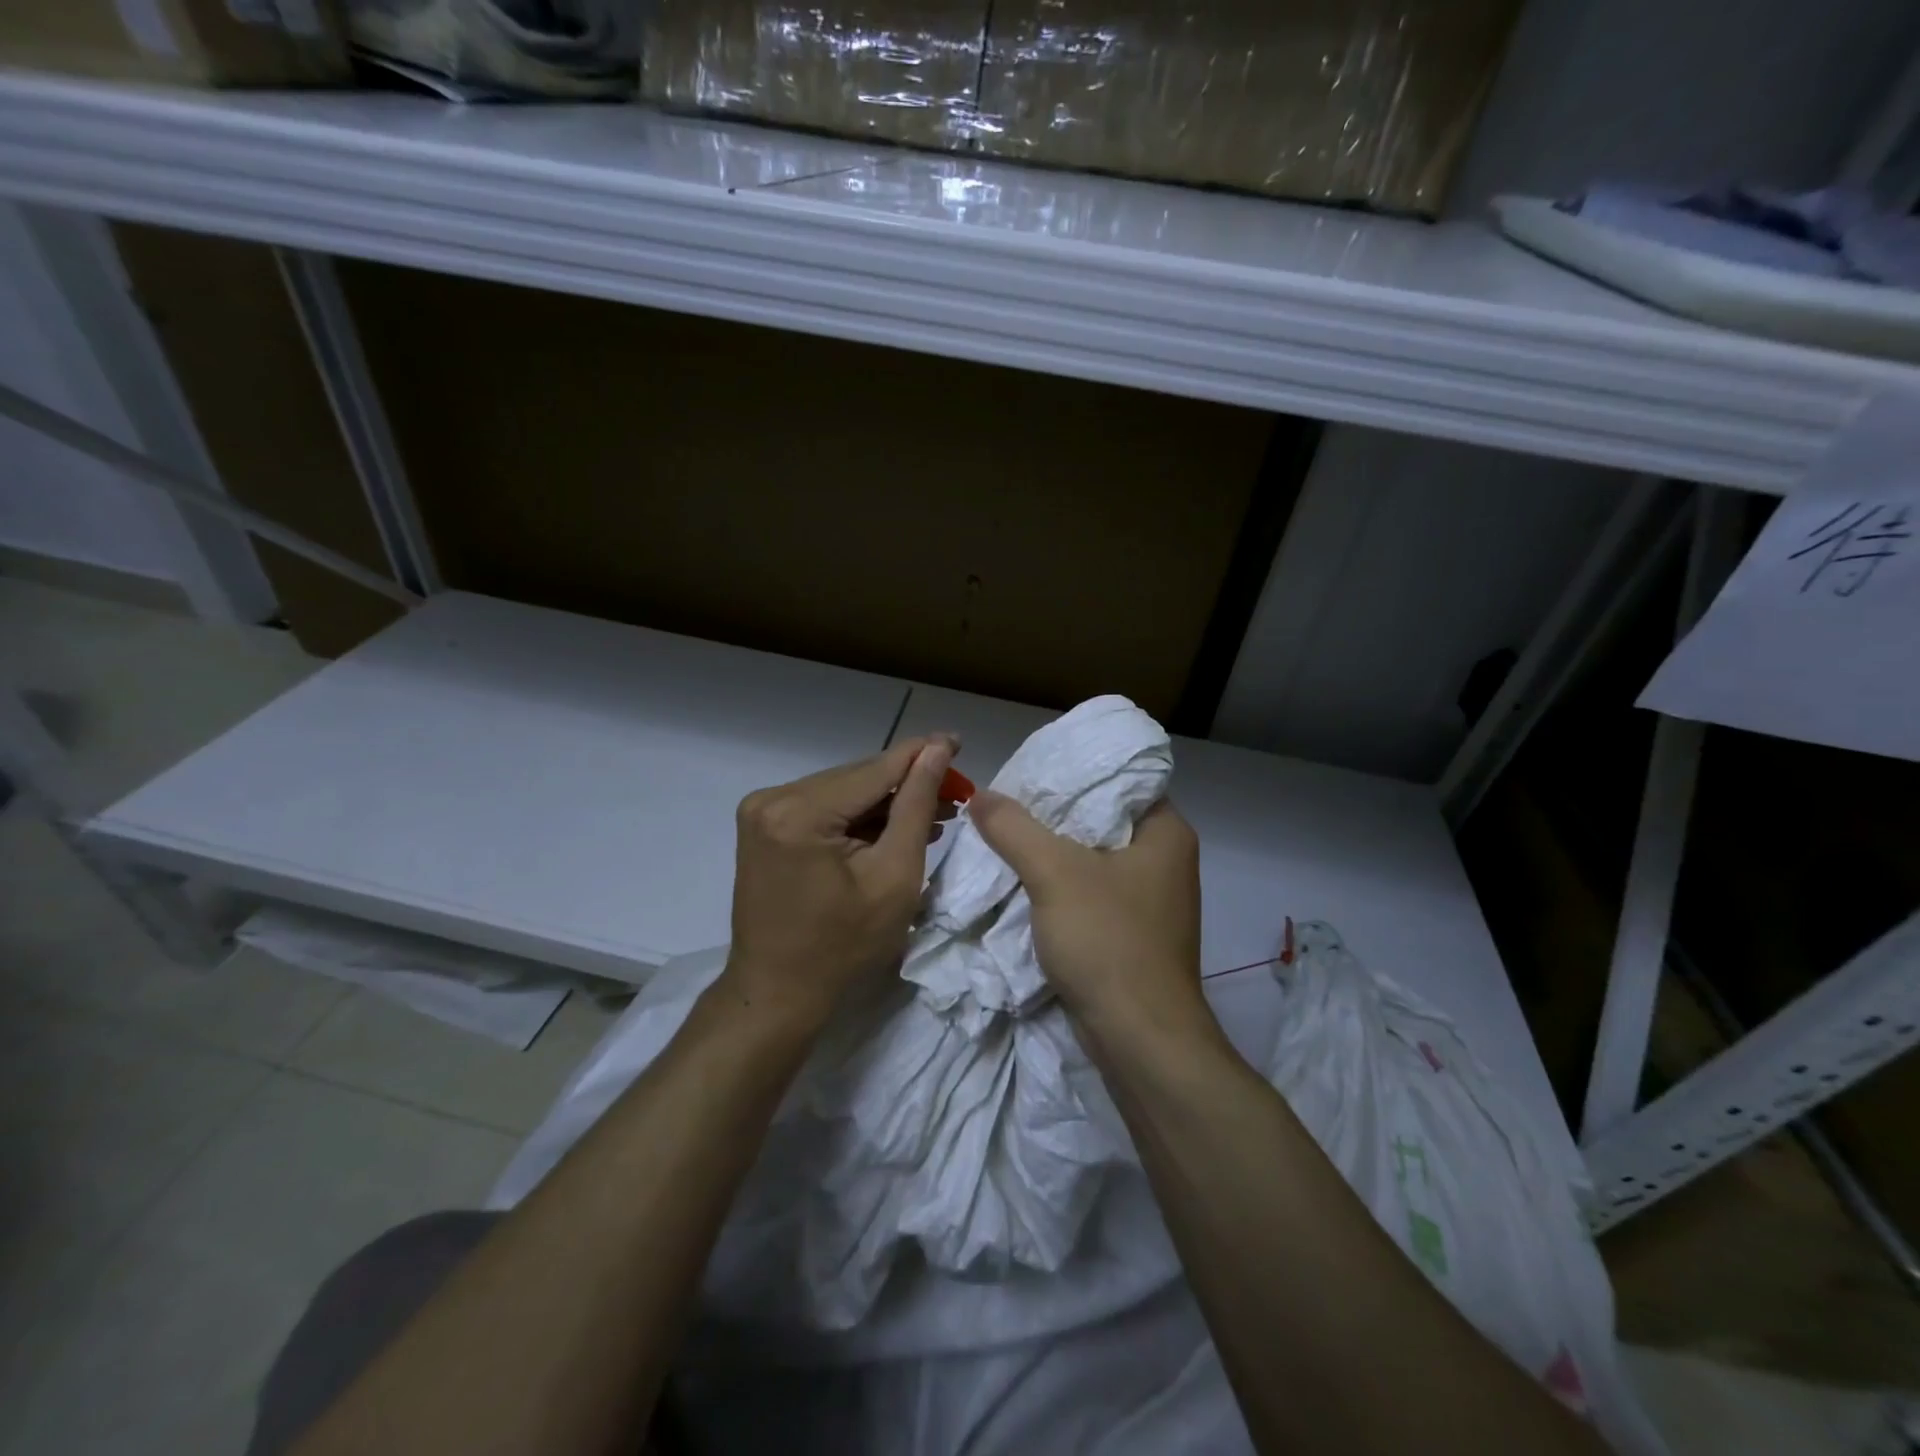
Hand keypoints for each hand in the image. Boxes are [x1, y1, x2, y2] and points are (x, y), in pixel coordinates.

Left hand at [721, 734, 957, 1029]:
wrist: (777, 993)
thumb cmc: (844, 948)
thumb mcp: (894, 876)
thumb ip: (915, 805)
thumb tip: (938, 750)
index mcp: (799, 812)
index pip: (875, 770)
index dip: (922, 754)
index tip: (959, 741)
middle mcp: (772, 799)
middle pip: (857, 779)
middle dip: (906, 784)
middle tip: (955, 793)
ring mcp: (763, 811)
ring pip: (843, 792)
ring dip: (885, 802)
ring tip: (934, 813)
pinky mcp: (764, 826)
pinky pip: (823, 808)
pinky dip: (858, 817)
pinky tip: (893, 826)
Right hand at [968, 792, 1216, 1050]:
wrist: (1139, 1039)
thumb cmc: (1108, 941)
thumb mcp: (1054, 873)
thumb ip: (1013, 828)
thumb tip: (980, 794)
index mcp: (1166, 832)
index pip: (1119, 780)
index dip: (1073, 772)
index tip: (1029, 770)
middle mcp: (1165, 860)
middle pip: (1101, 819)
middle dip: (1053, 813)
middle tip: (1007, 800)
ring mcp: (1150, 900)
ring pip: (1093, 858)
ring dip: (1052, 852)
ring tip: (1005, 834)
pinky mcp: (1132, 932)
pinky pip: (1091, 893)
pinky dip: (1060, 886)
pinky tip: (1023, 880)